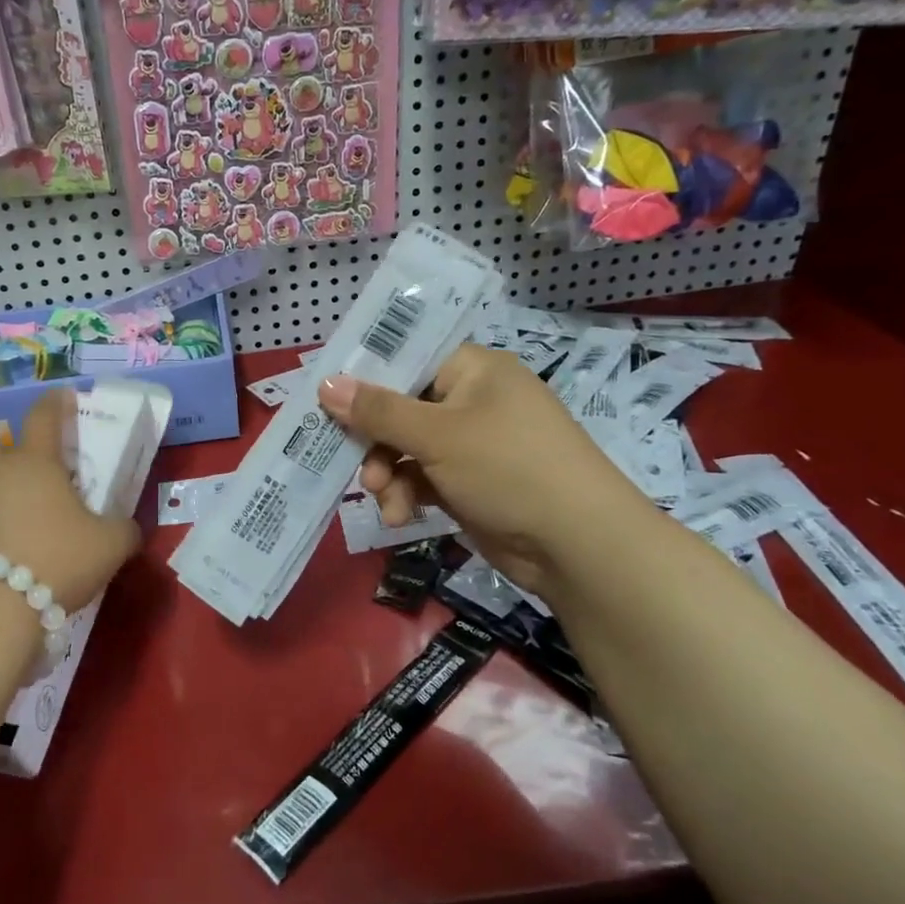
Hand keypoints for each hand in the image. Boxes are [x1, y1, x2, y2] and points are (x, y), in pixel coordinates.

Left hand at [0, 388, 140, 615]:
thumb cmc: (54, 563)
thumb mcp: (109, 548)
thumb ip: (123, 530)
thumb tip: (126, 528)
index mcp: (34, 462)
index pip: (44, 416)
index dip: (55, 403)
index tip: (62, 397)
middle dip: (9, 453)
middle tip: (29, 481)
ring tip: (1, 516)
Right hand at [318, 343, 651, 592]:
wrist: (578, 546)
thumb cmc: (508, 468)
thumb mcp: (437, 435)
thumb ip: (377, 410)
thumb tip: (325, 383)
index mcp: (473, 369)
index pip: (407, 357)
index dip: (366, 376)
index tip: (327, 398)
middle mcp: (472, 399)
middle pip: (400, 407)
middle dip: (374, 441)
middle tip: (352, 462)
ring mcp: (472, 443)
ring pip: (405, 447)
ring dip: (387, 474)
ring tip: (384, 501)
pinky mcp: (470, 482)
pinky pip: (422, 476)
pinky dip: (407, 493)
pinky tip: (400, 517)